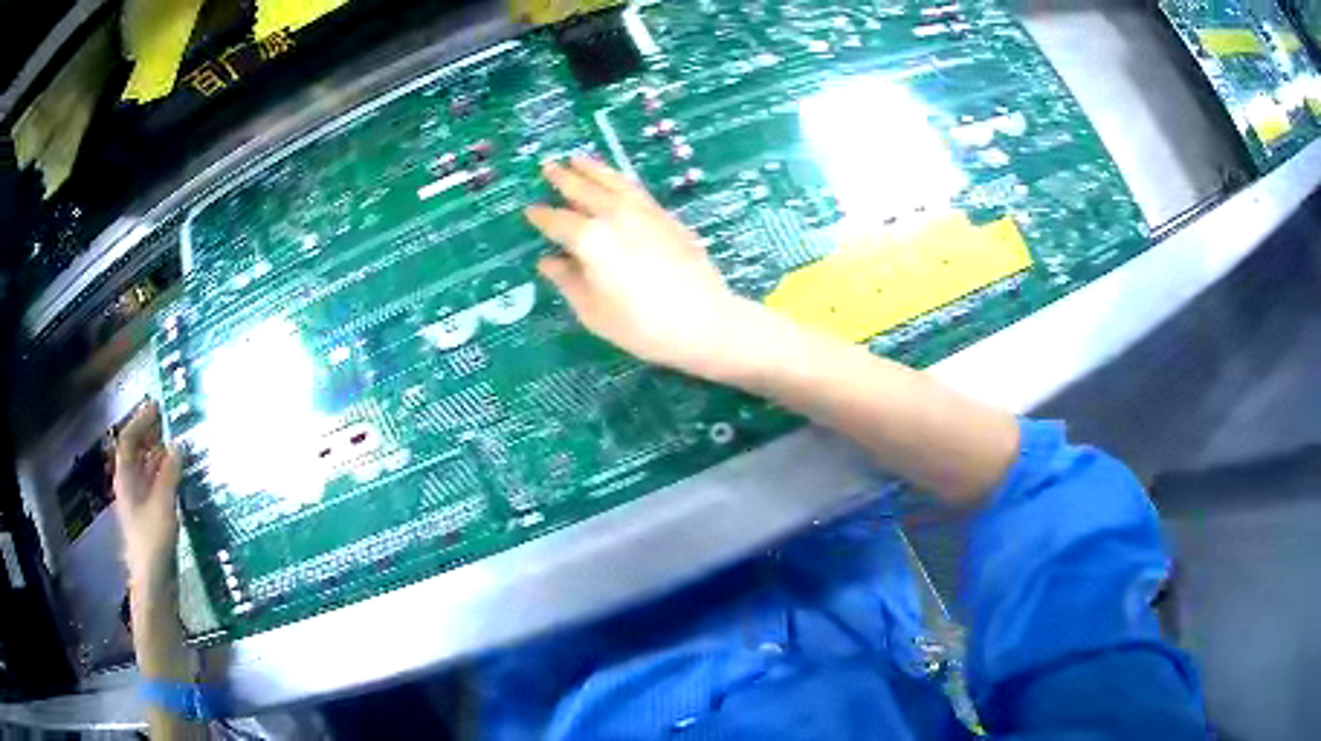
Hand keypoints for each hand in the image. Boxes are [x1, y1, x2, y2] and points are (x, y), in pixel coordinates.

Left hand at [114, 401, 182, 589]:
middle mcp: (130, 486)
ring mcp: (140, 504)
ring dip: (161, 456)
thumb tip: (178, 445)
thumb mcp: (163, 505)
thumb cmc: (152, 542)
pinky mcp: (151, 519)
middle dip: (152, 436)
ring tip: (181, 446)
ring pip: (147, 470)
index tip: (159, 406)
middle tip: (173, 423)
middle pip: (137, 453)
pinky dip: (167, 476)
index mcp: (126, 479)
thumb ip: (169, 474)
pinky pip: (157, 487)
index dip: (141, 420)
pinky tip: (181, 478)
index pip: (129, 439)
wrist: (153, 585)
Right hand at [526, 157, 760, 380]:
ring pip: (613, 182)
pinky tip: (616, 181)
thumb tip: (548, 261)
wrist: (704, 321)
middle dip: (564, 178)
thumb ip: (568, 281)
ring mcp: (644, 212)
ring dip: (592, 169)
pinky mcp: (666, 217)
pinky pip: (636, 189)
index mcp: (591, 240)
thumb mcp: (593, 312)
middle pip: (585, 191)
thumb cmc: (641, 326)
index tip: (529, 210)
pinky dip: (619, 179)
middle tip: (549, 166)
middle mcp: (615, 216)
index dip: (541, 216)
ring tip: (577, 158)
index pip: (558, 222)